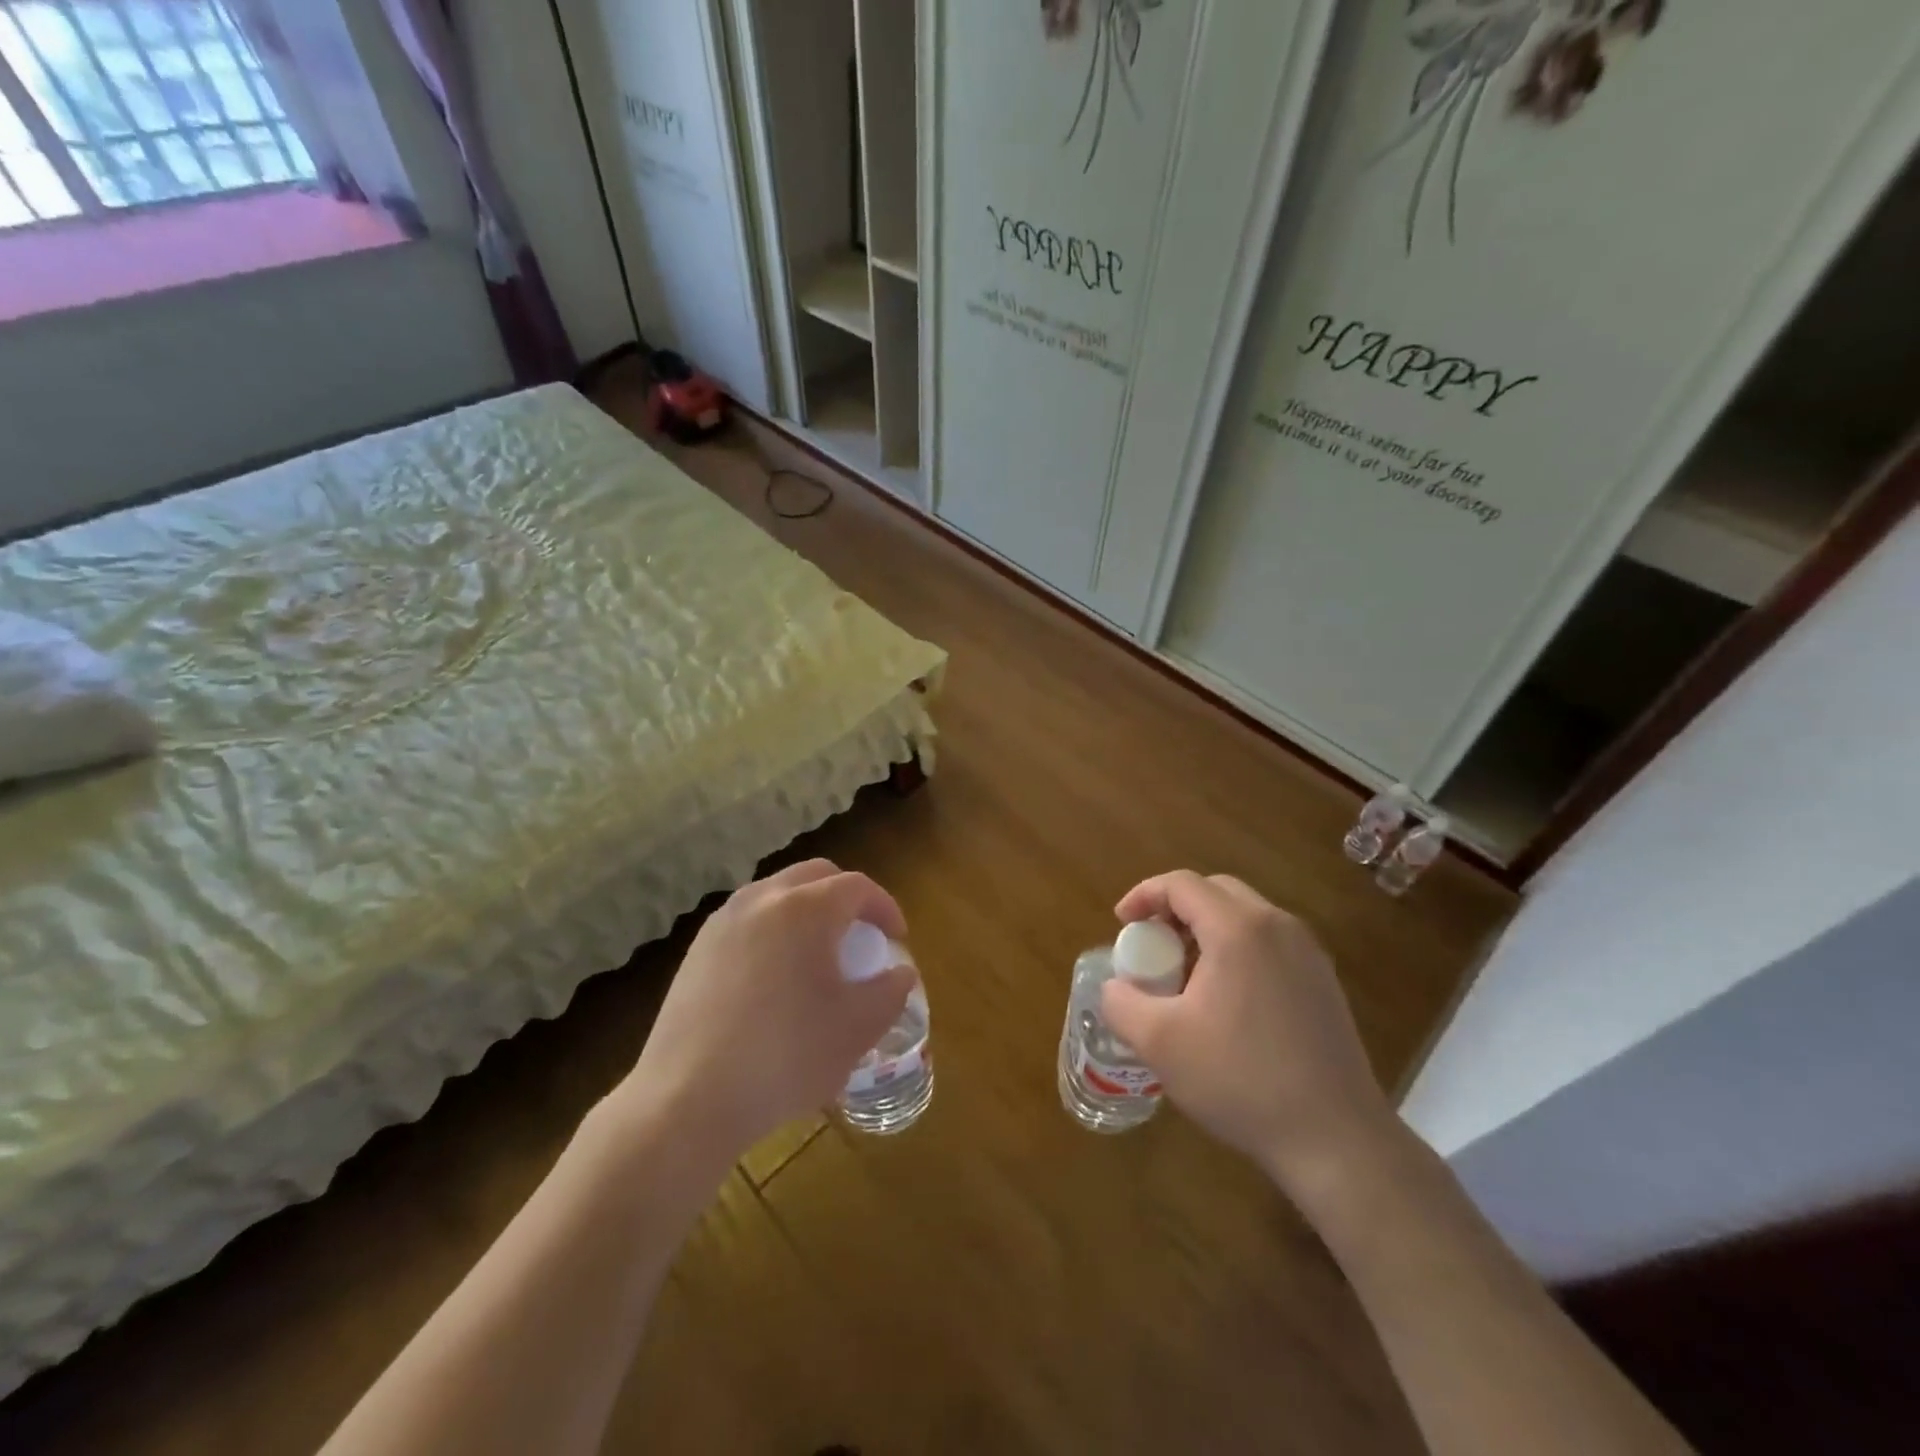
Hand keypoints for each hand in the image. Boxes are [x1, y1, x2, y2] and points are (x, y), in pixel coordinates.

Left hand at [617, 859, 915, 1158]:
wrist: (688, 1099)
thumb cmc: (786, 1056)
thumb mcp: (857, 1028)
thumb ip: (890, 991)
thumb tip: (898, 973)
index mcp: (806, 909)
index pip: (858, 887)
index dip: (885, 907)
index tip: (897, 938)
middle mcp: (762, 899)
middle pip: (815, 875)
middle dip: (845, 897)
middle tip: (861, 936)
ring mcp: (723, 922)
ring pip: (777, 893)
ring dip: (806, 910)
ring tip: (817, 954)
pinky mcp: (697, 950)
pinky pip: (748, 920)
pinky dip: (773, 930)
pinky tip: (775, 977)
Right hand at [1101, 871, 1399, 1198]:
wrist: (1336, 1140)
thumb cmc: (1241, 1079)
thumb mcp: (1159, 1042)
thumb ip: (1121, 1002)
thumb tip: (1116, 987)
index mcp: (1239, 929)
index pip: (1182, 884)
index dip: (1143, 895)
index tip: (1122, 925)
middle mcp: (1278, 927)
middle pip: (1215, 891)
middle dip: (1175, 909)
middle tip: (1151, 946)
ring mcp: (1308, 954)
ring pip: (1245, 917)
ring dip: (1205, 931)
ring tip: (1183, 976)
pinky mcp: (1323, 983)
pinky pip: (1268, 944)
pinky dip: (1235, 951)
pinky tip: (1224, 1002)